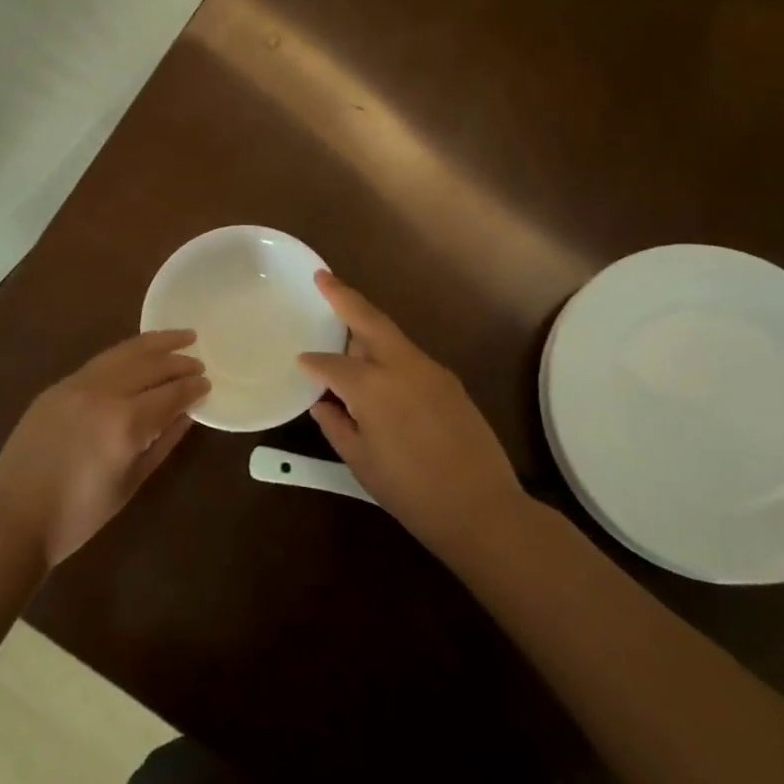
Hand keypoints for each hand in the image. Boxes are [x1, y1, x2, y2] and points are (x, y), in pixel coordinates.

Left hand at [0, 330, 208, 566]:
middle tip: (199, 361)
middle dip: (179, 361)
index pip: (170, 394)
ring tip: (179, 336)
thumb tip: (186, 415)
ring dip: (155, 343)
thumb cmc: (78, 515)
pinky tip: (138, 353)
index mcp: (124, 424)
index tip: (208, 383)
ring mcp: (77, 385)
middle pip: (150, 365)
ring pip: (124, 352)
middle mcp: (103, 394)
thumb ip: (162, 443)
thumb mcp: (130, 483)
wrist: (12, 519)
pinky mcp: (58, 386)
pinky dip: (126, 353)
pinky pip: (101, 361)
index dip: (192, 388)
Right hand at [298, 272, 523, 554]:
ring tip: (345, 319)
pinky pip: (409, 355)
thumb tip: (323, 403)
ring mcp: (430, 369)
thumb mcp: (362, 462)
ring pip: (392, 334)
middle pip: (368, 319)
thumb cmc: (411, 491)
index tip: (300, 362)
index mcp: (372, 387)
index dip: (313, 363)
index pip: (332, 363)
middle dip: (343, 295)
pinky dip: (388, 350)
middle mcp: (401, 366)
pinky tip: (379, 365)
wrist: (482, 508)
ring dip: (367, 323)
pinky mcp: (449, 380)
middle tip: (322, 276)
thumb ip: (337, 425)